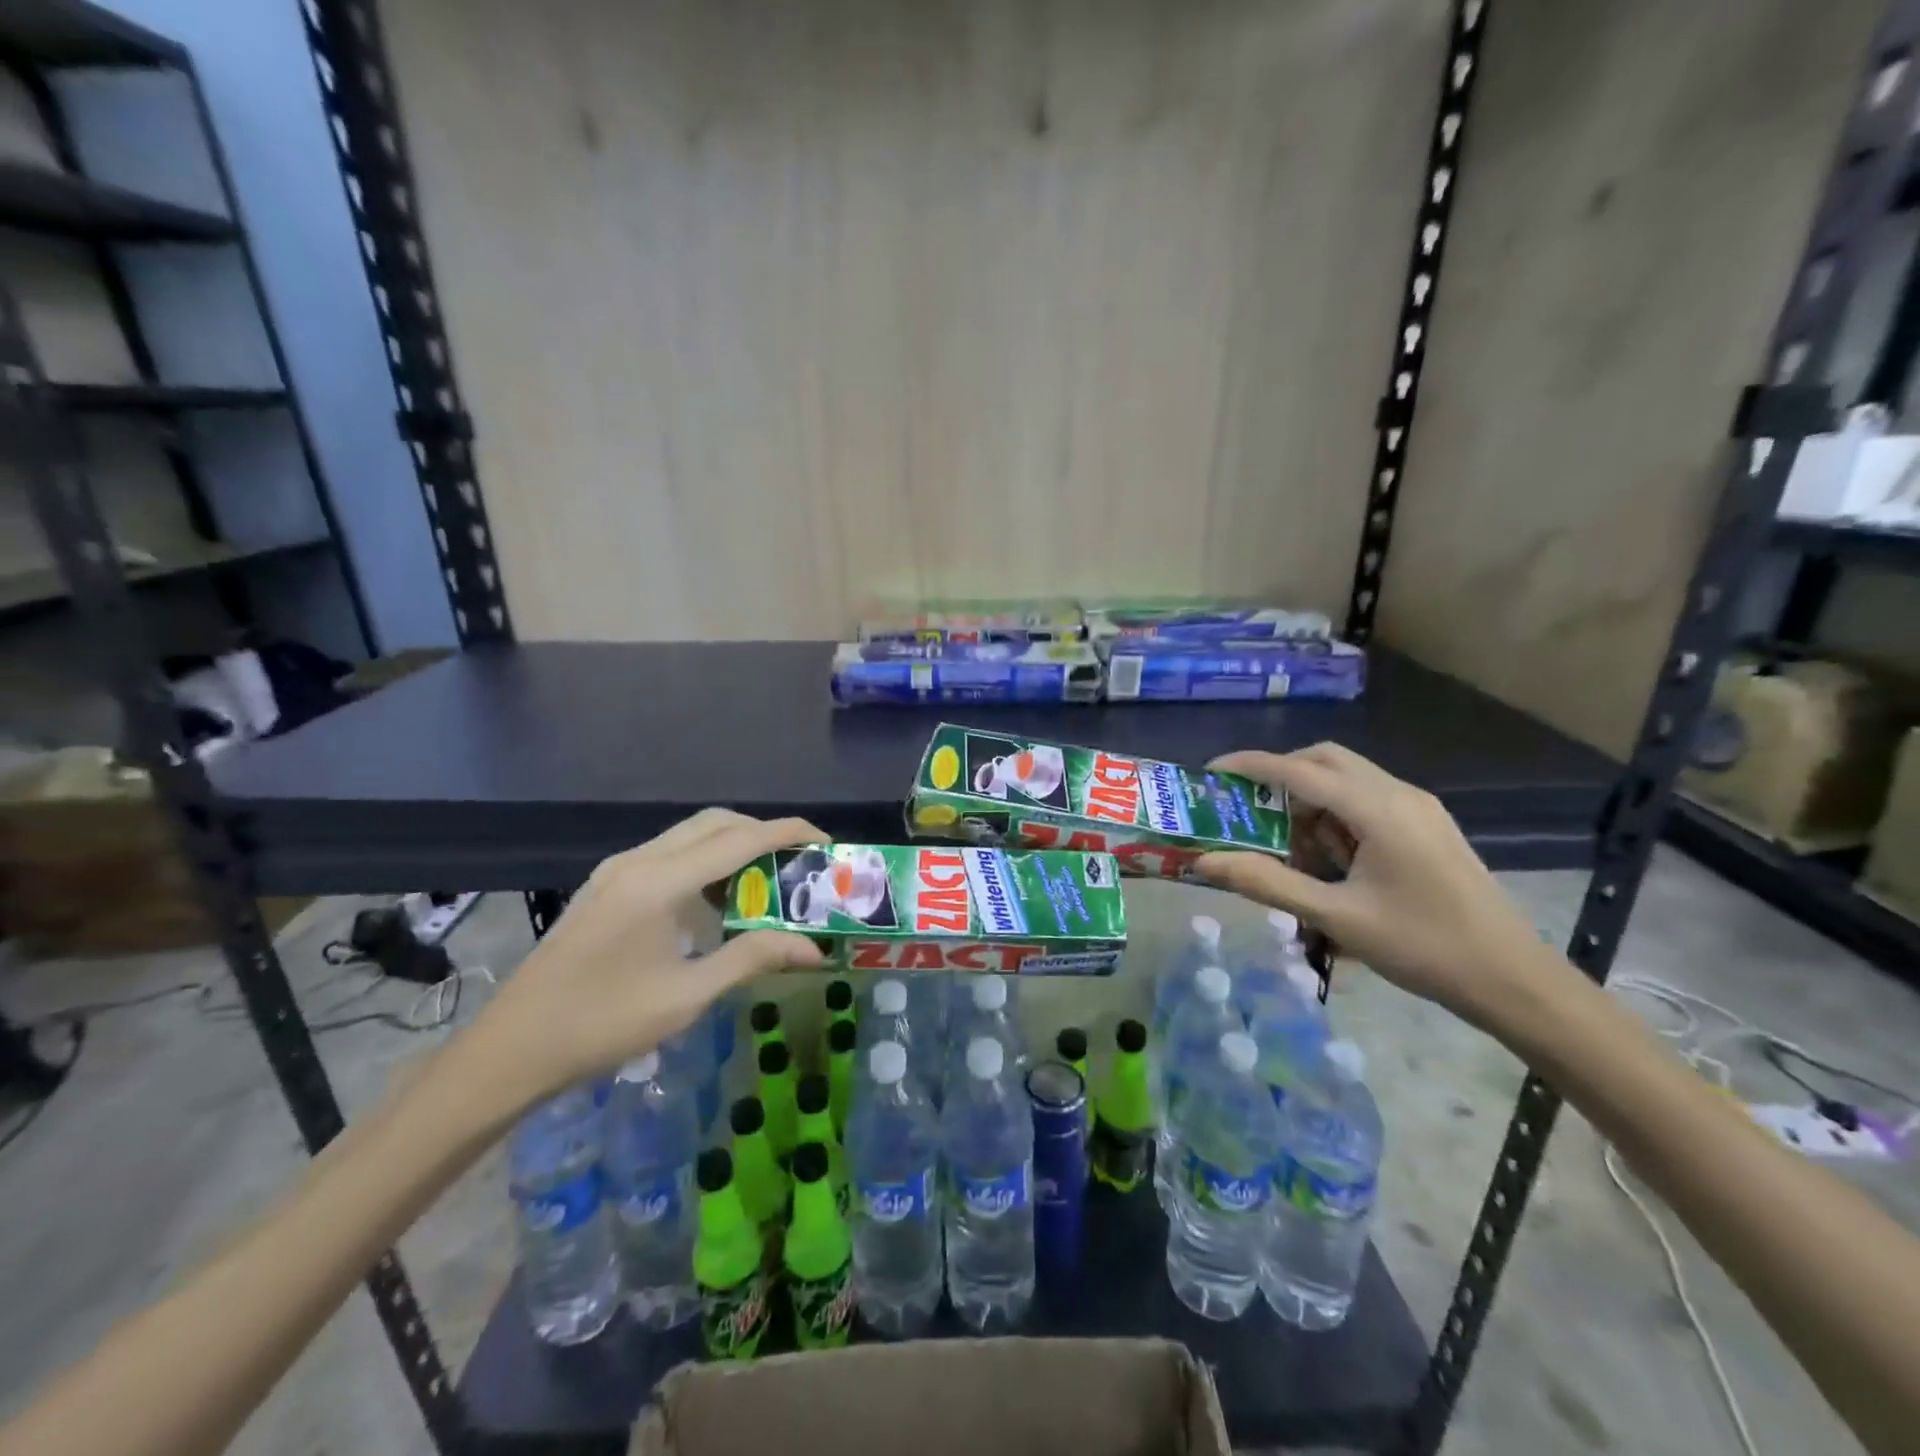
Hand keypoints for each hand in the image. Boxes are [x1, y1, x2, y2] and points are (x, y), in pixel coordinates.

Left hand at [464, 809, 824, 1109]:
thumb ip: (752, 958)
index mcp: (660, 882)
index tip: (825, 842)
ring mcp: (618, 870)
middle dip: (763, 832)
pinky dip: (705, 861)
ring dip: (733, 845)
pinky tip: (717, 901)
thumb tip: (814, 948)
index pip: (739, 839)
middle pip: (715, 823)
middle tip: (798, 863)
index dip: (788, 832)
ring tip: (766, 881)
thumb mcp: (687, 996)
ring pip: (690, 834)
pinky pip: (669, 853)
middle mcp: (639, 860)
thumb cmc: (603, 1024)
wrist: (511, 1049)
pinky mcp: (607, 885)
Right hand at [1197, 744, 1549, 1025]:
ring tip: (1285, 844)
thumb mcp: (1337, 917)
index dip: (1250, 766)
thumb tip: (1206, 862)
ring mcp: (1419, 808)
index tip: (1210, 773)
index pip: (1299, 770)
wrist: (1514, 980)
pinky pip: (1368, 801)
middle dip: (1280, 775)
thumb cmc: (1423, 947)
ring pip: (1348, 780)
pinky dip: (1335, 815)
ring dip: (1309, 799)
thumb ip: (1268, 884)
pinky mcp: (1429, 827)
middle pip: (1326, 760)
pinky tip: (1328, 858)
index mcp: (1378, 809)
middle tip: (1246, 808)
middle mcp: (1400, 794)